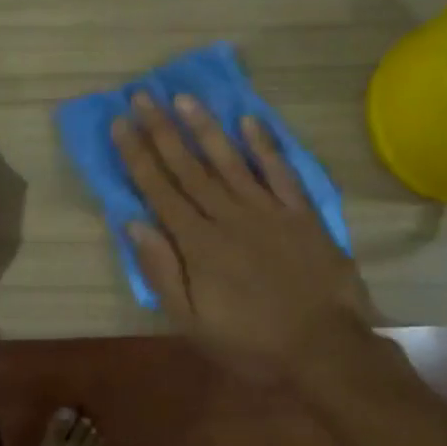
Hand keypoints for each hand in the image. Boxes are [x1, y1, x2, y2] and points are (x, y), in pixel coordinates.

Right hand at [111, 92, 375, 376]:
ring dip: (205, 127)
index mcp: (198, 244)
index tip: (120, 123)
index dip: (138, 155)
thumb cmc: (252, 343)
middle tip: (142, 95)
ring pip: (230, 160)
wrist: (325, 350)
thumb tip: (134, 223)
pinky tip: (250, 121)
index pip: (160, 190)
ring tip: (184, 97)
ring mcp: (268, 211)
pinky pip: (281, 173)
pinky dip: (266, 146)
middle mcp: (228, 216)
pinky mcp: (301, 214)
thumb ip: (162, 271)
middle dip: (162, 129)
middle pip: (189, 167)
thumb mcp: (192, 323)